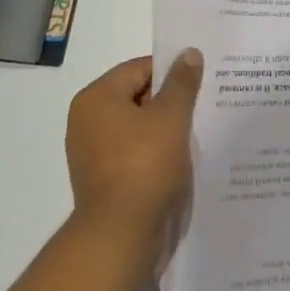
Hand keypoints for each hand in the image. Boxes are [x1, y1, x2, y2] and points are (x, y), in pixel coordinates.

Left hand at [65, 51, 202, 252]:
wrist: (121, 237)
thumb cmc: (144, 165)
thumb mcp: (171, 116)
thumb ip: (182, 82)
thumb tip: (189, 53)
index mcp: (96, 99)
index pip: (139, 69)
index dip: (171, 72)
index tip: (199, 81)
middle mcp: (87, 122)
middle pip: (137, 97)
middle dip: (169, 101)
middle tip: (202, 105)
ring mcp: (92, 154)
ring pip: (137, 127)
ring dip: (164, 129)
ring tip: (195, 133)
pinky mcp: (102, 181)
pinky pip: (133, 153)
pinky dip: (154, 152)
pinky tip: (179, 159)